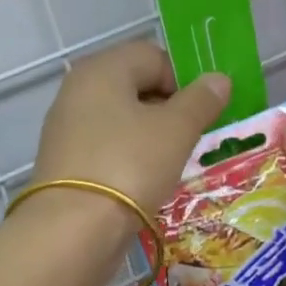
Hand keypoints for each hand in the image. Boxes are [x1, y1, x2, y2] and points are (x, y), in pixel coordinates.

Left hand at [32, 40, 231, 225]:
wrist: (73, 229)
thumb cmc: (130, 166)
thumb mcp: (177, 130)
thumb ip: (201, 100)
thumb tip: (219, 78)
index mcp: (102, 69)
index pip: (153, 55)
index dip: (183, 80)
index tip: (200, 115)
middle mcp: (78, 90)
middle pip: (136, 86)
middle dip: (168, 110)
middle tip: (188, 141)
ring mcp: (67, 127)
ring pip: (122, 120)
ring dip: (150, 137)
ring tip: (169, 165)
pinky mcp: (65, 162)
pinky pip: (107, 147)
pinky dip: (129, 158)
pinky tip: (143, 183)